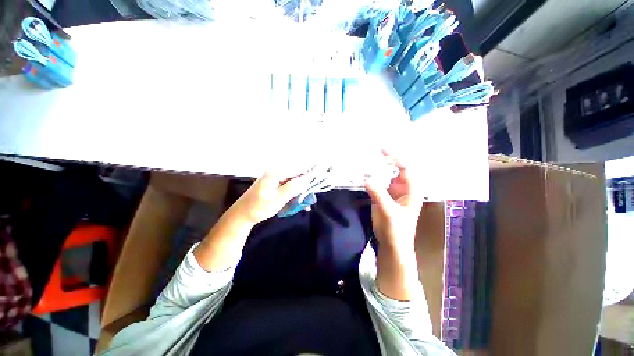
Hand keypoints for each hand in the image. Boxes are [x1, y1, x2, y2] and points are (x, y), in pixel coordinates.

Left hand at [230, 172, 312, 224]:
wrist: (242, 214)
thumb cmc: (259, 207)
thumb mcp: (277, 199)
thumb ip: (292, 187)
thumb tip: (307, 178)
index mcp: (276, 173)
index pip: (298, 170)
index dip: (309, 176)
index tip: (317, 184)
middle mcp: (276, 172)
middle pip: (296, 175)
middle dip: (305, 186)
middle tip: (310, 198)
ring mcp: (274, 177)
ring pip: (293, 181)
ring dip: (299, 191)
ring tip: (305, 203)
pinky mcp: (273, 183)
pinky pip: (287, 185)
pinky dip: (293, 193)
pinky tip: (296, 202)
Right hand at [364, 151, 423, 252]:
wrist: (392, 244)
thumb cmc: (396, 230)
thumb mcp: (389, 212)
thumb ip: (378, 194)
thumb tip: (366, 178)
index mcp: (411, 190)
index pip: (406, 168)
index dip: (395, 158)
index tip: (382, 150)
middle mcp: (403, 188)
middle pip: (396, 169)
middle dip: (386, 160)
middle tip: (372, 152)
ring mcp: (392, 192)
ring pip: (386, 175)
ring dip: (377, 168)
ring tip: (366, 160)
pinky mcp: (383, 196)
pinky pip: (378, 183)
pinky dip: (371, 177)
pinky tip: (363, 173)